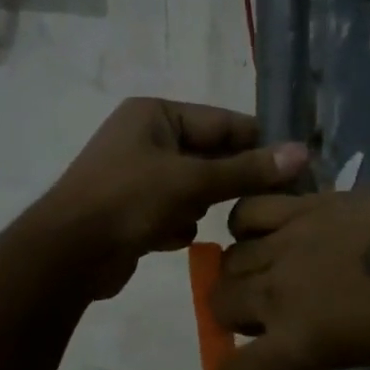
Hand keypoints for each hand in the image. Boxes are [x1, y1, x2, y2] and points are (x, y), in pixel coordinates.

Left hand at [35, 98, 307, 298]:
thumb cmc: (129, 201)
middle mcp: (145, 137)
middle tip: (273, 201)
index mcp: (155, 114)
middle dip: (230, 181)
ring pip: (194, 186)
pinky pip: (173, 209)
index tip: (297, 165)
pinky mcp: (132, 208)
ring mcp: (136, 173)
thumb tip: (301, 153)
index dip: (260, 143)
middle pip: (209, 155)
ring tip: (202, 220)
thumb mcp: (193, 182)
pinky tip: (169, 237)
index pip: (222, 122)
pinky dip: (177, 224)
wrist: (68, 255)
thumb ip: (247, 170)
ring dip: (201, 205)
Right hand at [212, 191, 369, 369]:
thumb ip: (306, 346)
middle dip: (233, 313)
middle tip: (264, 310)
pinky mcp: (300, 208)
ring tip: (266, 267)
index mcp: (295, 343)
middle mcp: (276, 294)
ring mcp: (284, 245)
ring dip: (239, 271)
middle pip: (220, 303)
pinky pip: (246, 212)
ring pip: (229, 259)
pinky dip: (245, 225)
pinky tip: (265, 230)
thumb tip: (284, 340)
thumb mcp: (353, 353)